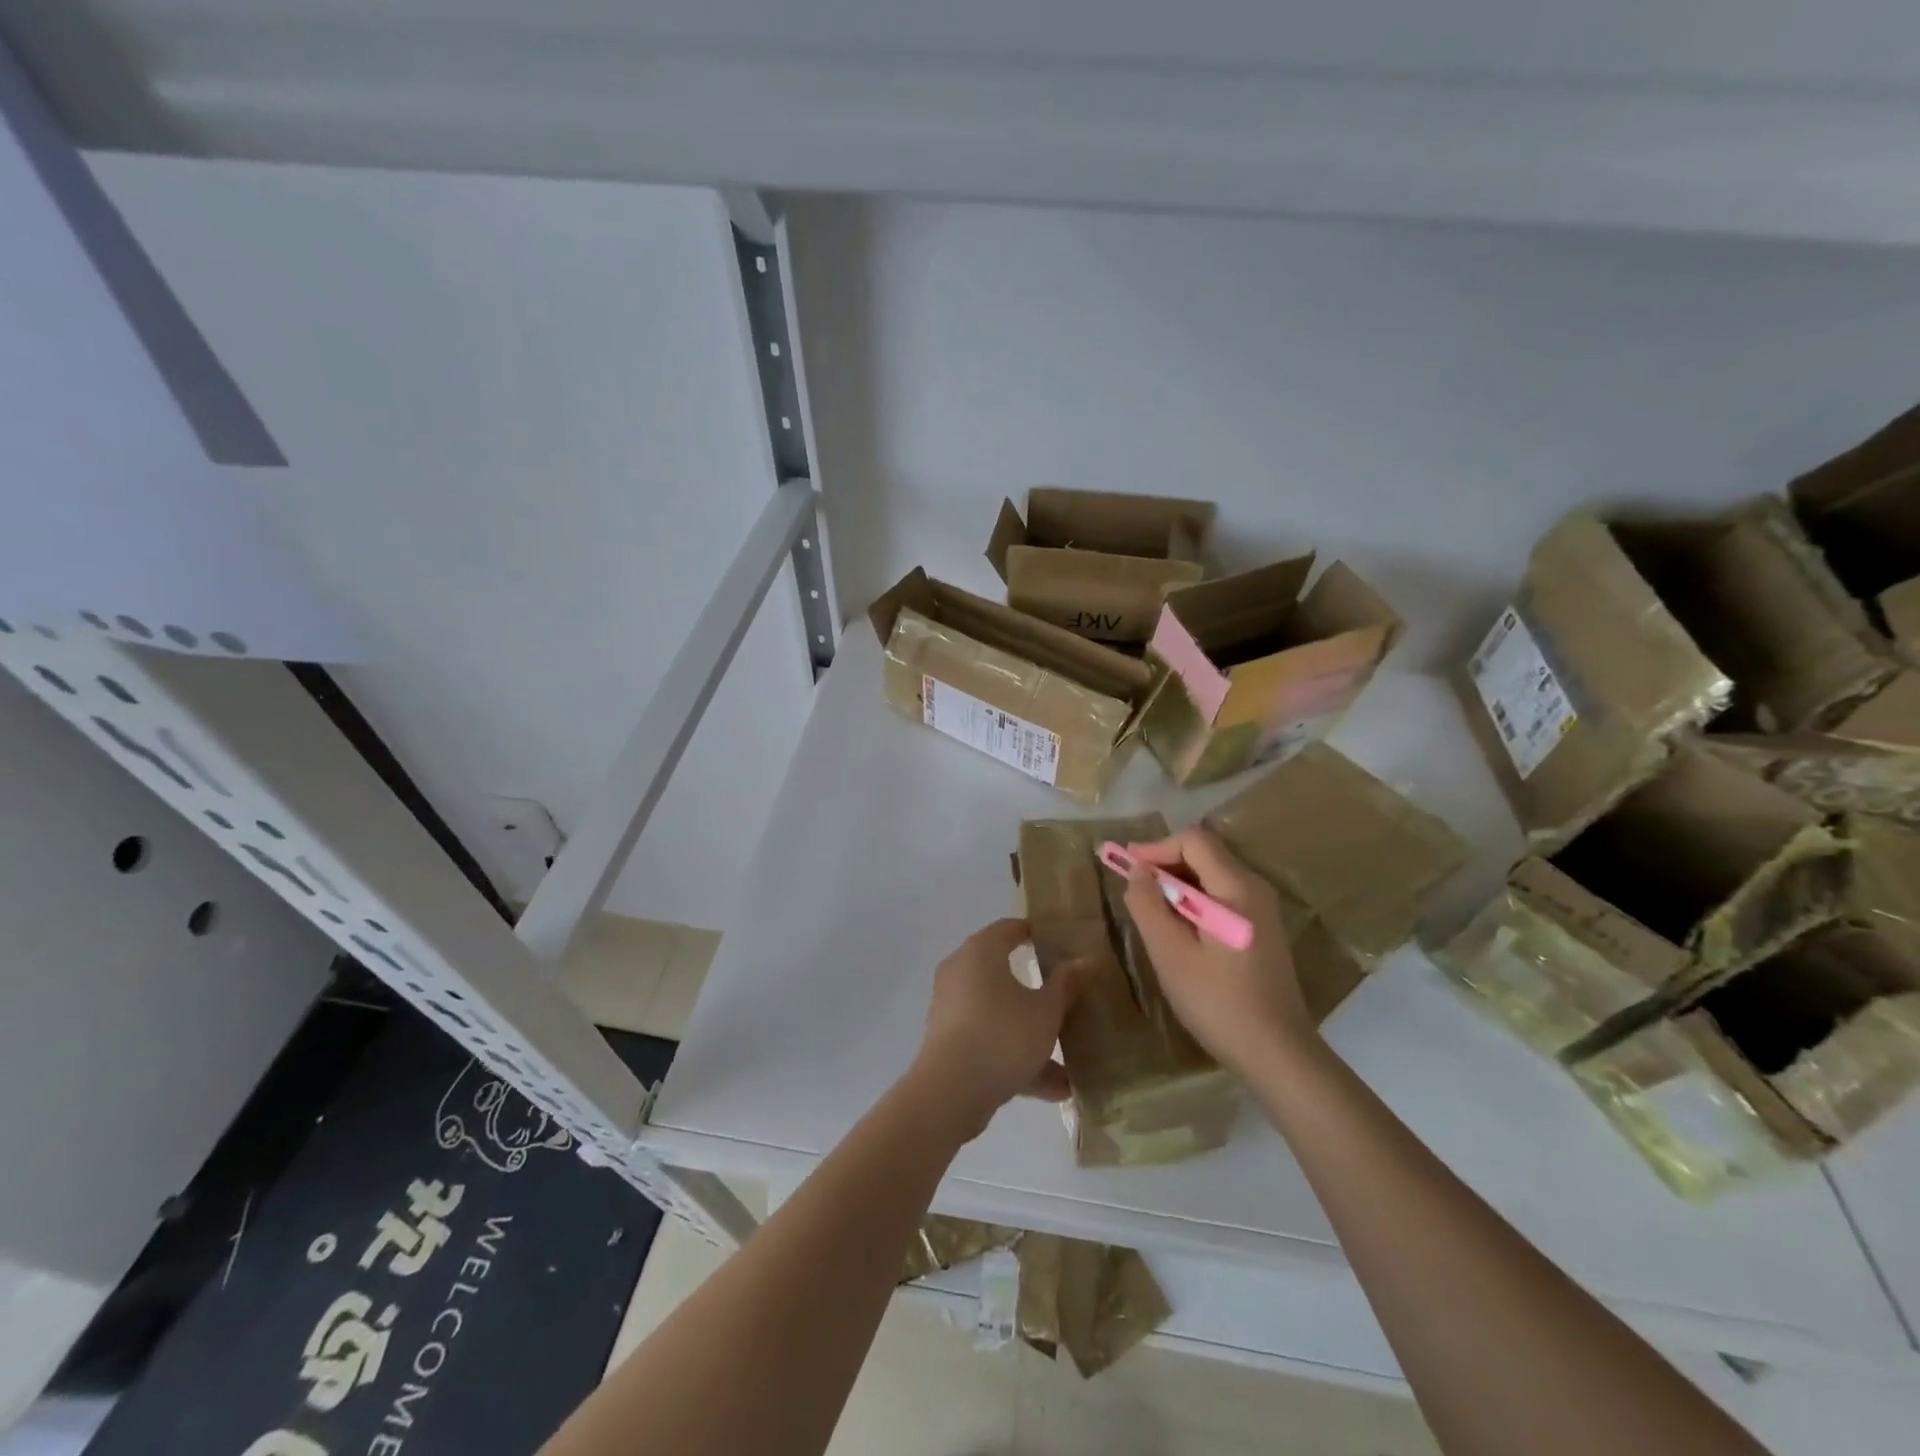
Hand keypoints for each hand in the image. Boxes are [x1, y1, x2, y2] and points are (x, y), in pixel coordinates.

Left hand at [910, 917, 1085, 1142]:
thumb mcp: (1046, 1011)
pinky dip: (1017, 1057)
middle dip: (1038, 989)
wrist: (950, 1091)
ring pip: (1000, 1013)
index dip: (1037, 934)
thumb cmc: (1003, 1034)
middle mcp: (960, 971)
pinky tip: (1056, 1089)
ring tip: (1071, 1058)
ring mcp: (952, 1008)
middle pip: (1004, 972)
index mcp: (981, 951)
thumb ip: (1066, 984)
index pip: (1010, 928)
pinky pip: (990, 1040)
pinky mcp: (949, 1042)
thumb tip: (1084, 960)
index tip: (1063, 945)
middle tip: (1069, 995)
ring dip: (1032, 1033)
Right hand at [1122, 827, 1313, 1077]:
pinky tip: (1178, 930)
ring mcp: (1263, 910)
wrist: (1278, 1054)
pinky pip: (1223, 897)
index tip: (1126, 867)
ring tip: (1150, 911)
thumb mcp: (1171, 955)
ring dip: (1178, 884)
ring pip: (1213, 876)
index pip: (1193, 841)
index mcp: (1237, 889)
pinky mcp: (1263, 930)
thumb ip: (1148, 906)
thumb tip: (1137, 871)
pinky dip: (1194, 901)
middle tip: (1133, 889)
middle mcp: (1255, 889)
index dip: (1156, 848)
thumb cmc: (1219, 1003)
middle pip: (1205, 854)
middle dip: (1165, 864)